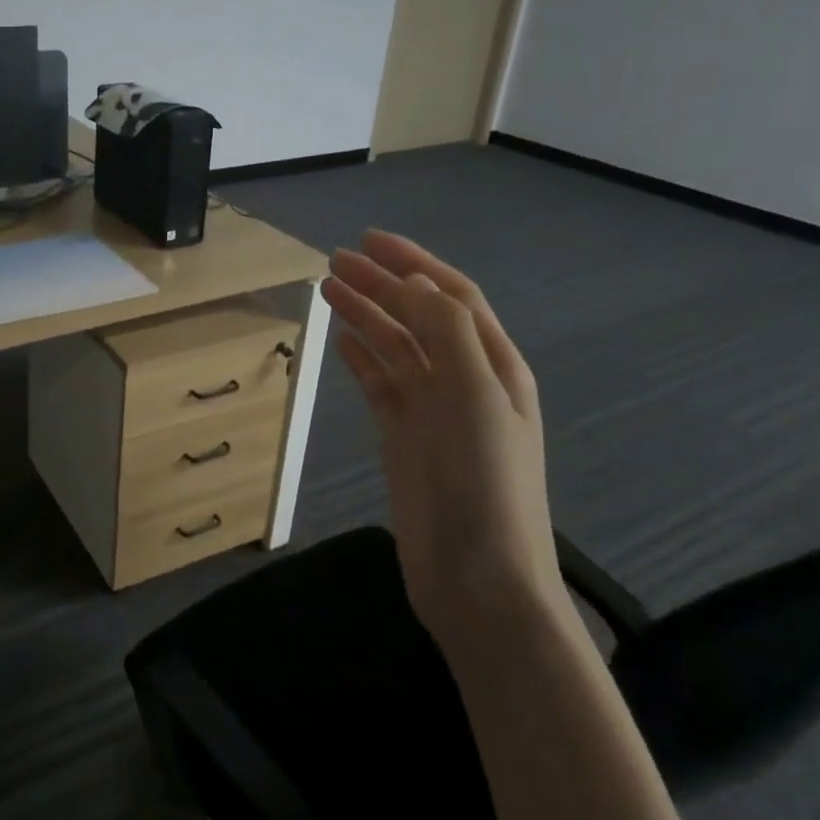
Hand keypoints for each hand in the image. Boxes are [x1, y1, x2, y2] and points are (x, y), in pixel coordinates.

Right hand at [322, 231, 566, 647]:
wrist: (478, 578)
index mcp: (492, 365)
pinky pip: (380, 385)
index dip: (413, 264)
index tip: (369, 240)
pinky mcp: (405, 438)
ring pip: (395, 347)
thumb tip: (414, 285)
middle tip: (334, 260)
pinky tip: (341, 342)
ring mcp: (432, 411)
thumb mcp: (475, 396)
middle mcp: (464, 380)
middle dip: (380, 284)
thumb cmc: (484, 483)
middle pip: (418, 316)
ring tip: (327, 289)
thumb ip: (448, 334)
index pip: (451, 297)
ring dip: (365, 315)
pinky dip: (362, 359)